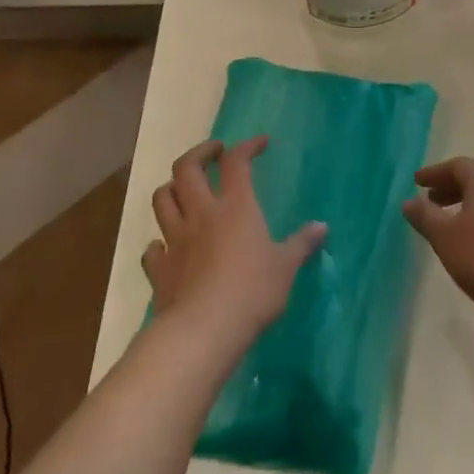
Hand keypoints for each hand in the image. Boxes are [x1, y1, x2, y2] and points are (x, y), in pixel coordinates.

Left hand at [142, 137, 325, 355]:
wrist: (204, 330)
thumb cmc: (252, 292)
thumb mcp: (286, 267)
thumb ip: (301, 244)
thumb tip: (322, 227)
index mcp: (235, 207)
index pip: (236, 162)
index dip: (247, 146)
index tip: (260, 143)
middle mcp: (201, 214)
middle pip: (186, 168)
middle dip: (199, 153)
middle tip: (214, 153)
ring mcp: (175, 240)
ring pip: (162, 199)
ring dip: (171, 188)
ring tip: (184, 190)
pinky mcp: (159, 268)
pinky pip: (152, 248)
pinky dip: (158, 243)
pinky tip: (167, 247)